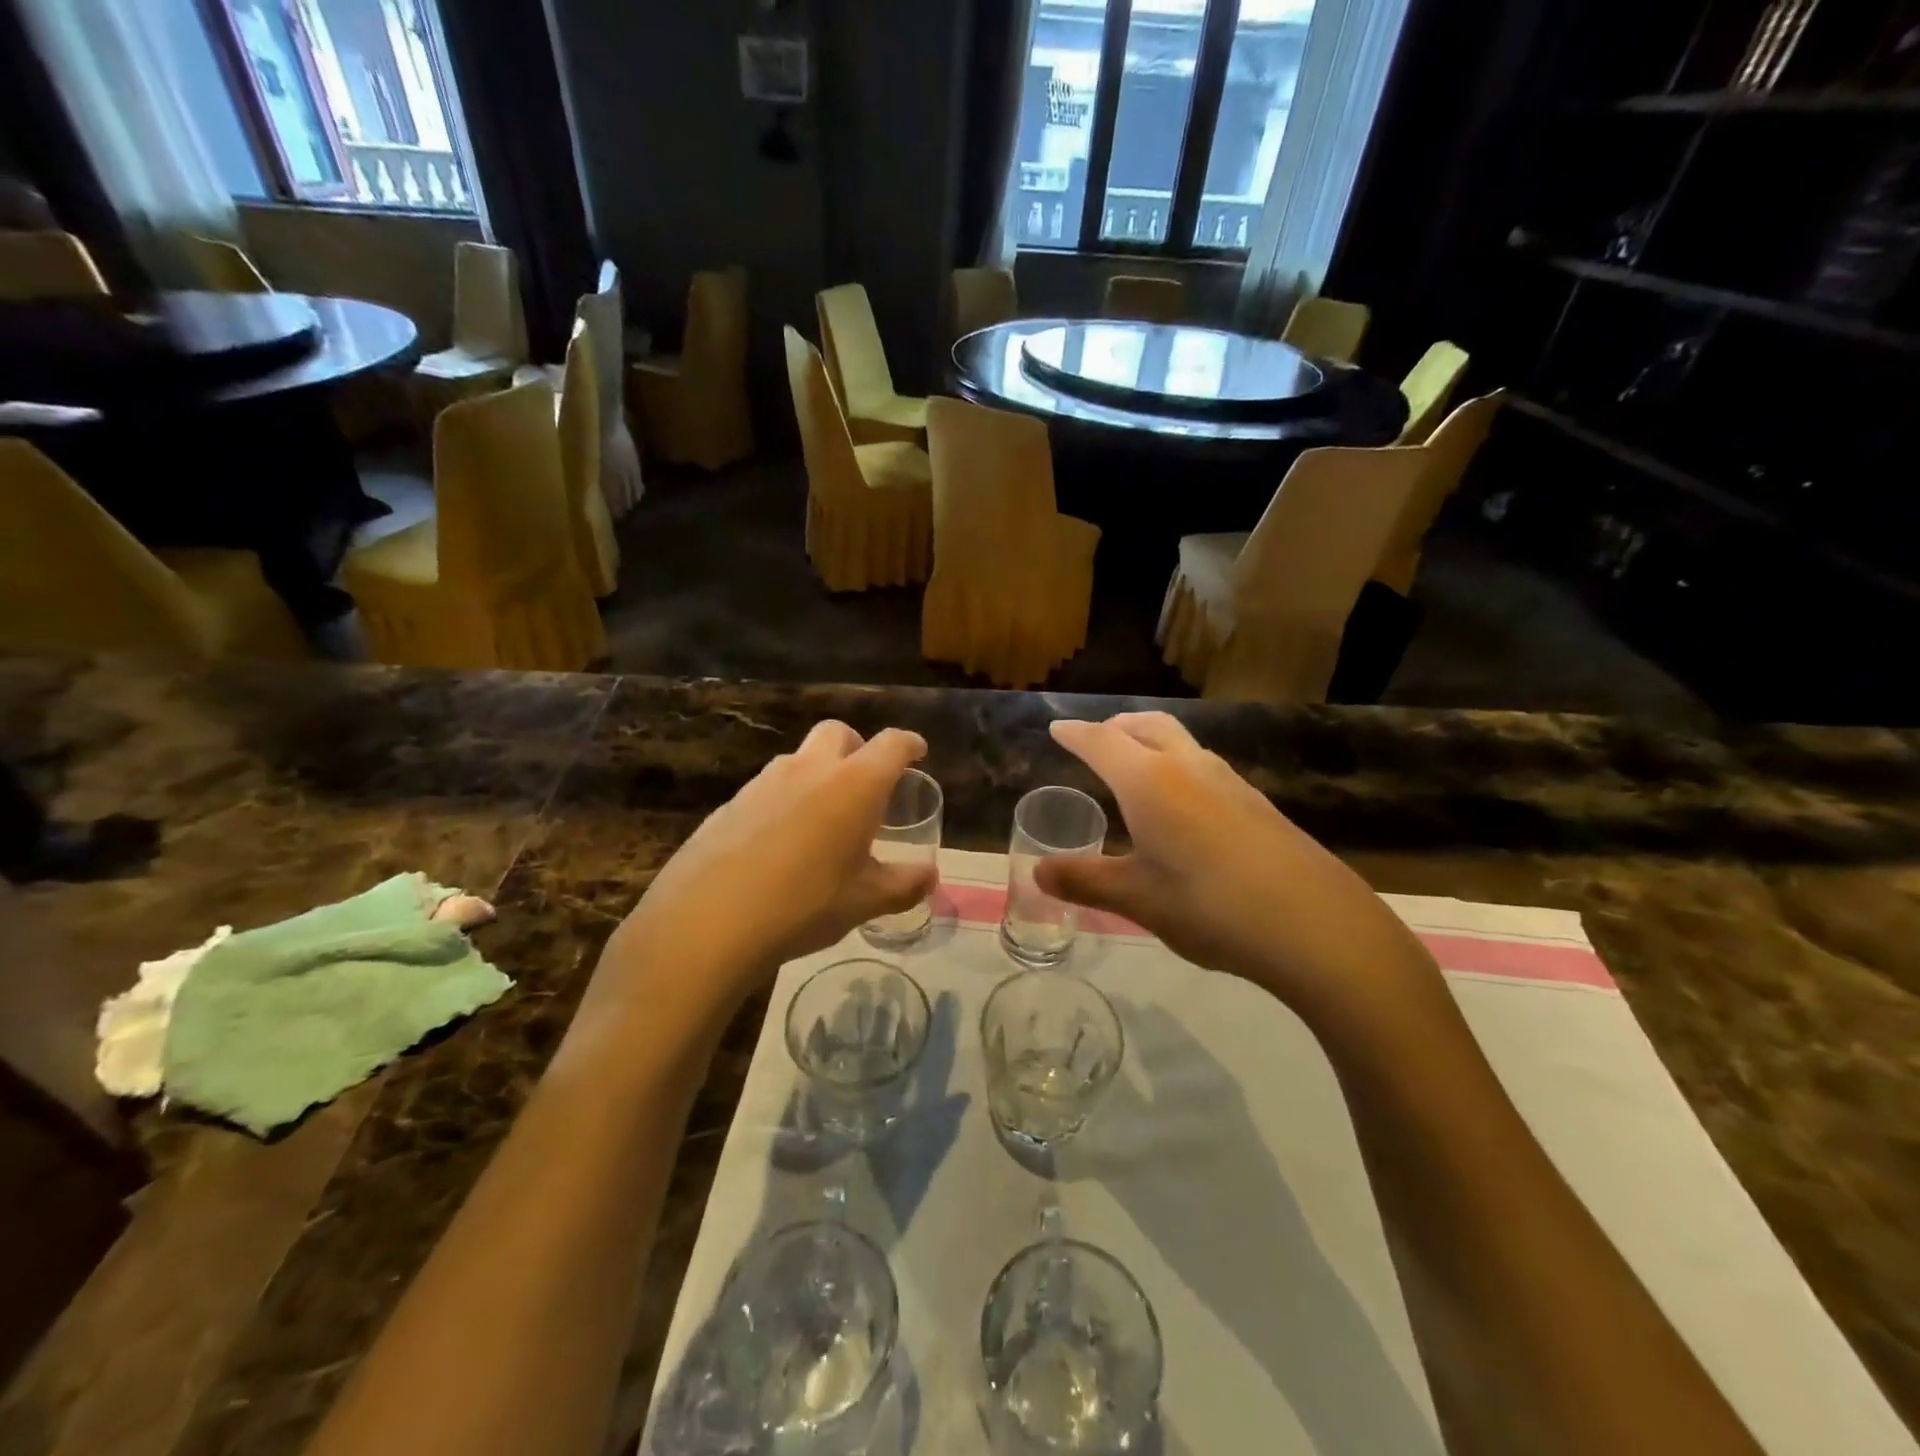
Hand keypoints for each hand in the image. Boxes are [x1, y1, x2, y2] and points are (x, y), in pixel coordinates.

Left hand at [600, 721, 936, 1015]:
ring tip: (824, 817)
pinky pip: (768, 788)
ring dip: (818, 773)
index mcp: (854, 784)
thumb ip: (904, 885)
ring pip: (799, 759)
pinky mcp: (730, 804)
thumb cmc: (804, 904)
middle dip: (858, 746)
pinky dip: (785, 800)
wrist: (708, 921)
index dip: (909, 744)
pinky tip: (781, 843)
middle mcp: (810, 769)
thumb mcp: (864, 901)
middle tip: (867, 780)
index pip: (891, 745)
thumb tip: (929, 877)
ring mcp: (764, 782)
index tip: (918, 752)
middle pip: (838, 733)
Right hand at [1039, 713, 1441, 1027]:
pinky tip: (1185, 806)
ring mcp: (1229, 781)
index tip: (1057, 728)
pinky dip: (1180, 767)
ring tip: (1137, 766)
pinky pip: (1205, 767)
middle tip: (1099, 738)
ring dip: (1152, 742)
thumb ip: (1086, 880)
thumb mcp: (1137, 899)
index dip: (1075, 734)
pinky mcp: (1258, 803)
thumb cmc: (1209, 906)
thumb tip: (1037, 873)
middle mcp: (1188, 767)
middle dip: (1118, 727)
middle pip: (1147, 726)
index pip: (1101, 742)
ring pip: (1181, 743)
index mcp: (1149, 781)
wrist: (1314, 924)